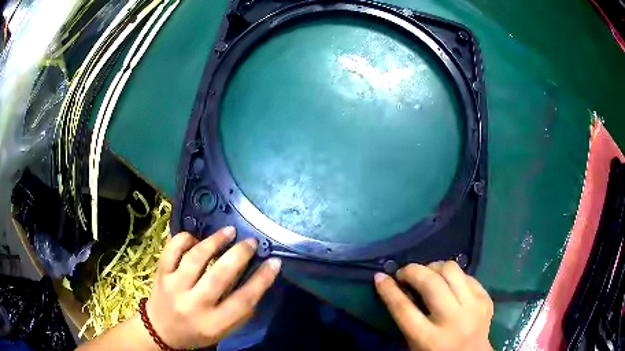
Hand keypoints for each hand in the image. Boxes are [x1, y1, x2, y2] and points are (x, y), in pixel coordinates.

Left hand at [146, 227, 280, 348]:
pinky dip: (184, 239)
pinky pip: (171, 249)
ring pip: (195, 258)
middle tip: (250, 242)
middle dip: (238, 255)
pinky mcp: (161, 274)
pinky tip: (195, 238)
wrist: (161, 330)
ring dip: (214, 241)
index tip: (274, 262)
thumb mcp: (222, 330)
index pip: (242, 300)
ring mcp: (174, 287)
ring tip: (228, 232)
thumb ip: (240, 310)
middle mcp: (193, 304)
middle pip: (219, 276)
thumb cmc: (197, 331)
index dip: (261, 280)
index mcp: (213, 323)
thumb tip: (258, 279)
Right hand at [375, 261, 492, 350]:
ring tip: (427, 274)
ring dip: (434, 267)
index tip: (380, 276)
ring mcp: (474, 307)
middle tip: (404, 273)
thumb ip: (407, 317)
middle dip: (412, 271)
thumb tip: (394, 285)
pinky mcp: (485, 298)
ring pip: (451, 270)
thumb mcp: (415, 342)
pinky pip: (466, 275)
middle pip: (431, 283)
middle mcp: (453, 321)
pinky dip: (452, 275)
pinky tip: (447, 283)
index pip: (404, 309)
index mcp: (429, 339)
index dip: (388, 290)